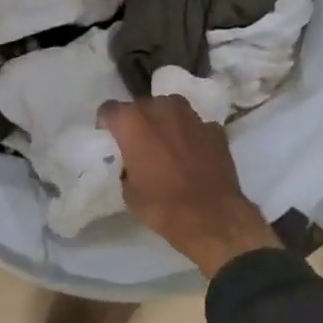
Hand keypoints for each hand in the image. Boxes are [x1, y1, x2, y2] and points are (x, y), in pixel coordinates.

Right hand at [99, 96, 280, 277]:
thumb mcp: (127, 190)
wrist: (211, 216)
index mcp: (132, 121)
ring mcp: (192, 116)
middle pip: (142, 106)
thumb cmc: (161, 205)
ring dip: (165, 123)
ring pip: (170, 110)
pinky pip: (195, 127)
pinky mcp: (215, 129)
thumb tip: (131, 163)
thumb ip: (125, 165)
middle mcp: (161, 108)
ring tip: (167, 147)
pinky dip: (191, 136)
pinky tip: (193, 157)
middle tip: (140, 146)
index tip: (112, 141)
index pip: (109, 109)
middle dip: (138, 122)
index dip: (107, 125)